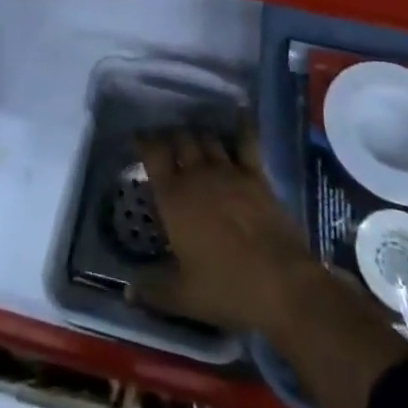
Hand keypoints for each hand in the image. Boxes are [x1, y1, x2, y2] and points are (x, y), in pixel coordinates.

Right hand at [134, 127, 407, 407]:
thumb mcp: (183, 296)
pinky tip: (240, 111)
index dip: (144, 141)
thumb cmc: (226, 288)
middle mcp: (197, 175)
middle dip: (171, 135)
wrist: (281, 283)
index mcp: (173, 198)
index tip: (138, 138)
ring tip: (193, 136)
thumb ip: (152, 289)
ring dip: (198, 134)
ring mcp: (228, 171)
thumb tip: (126, 291)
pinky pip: (246, 141)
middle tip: (166, 140)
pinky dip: (241, 124)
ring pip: (208, 138)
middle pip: (180, 139)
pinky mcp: (255, 174)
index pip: (153, 154)